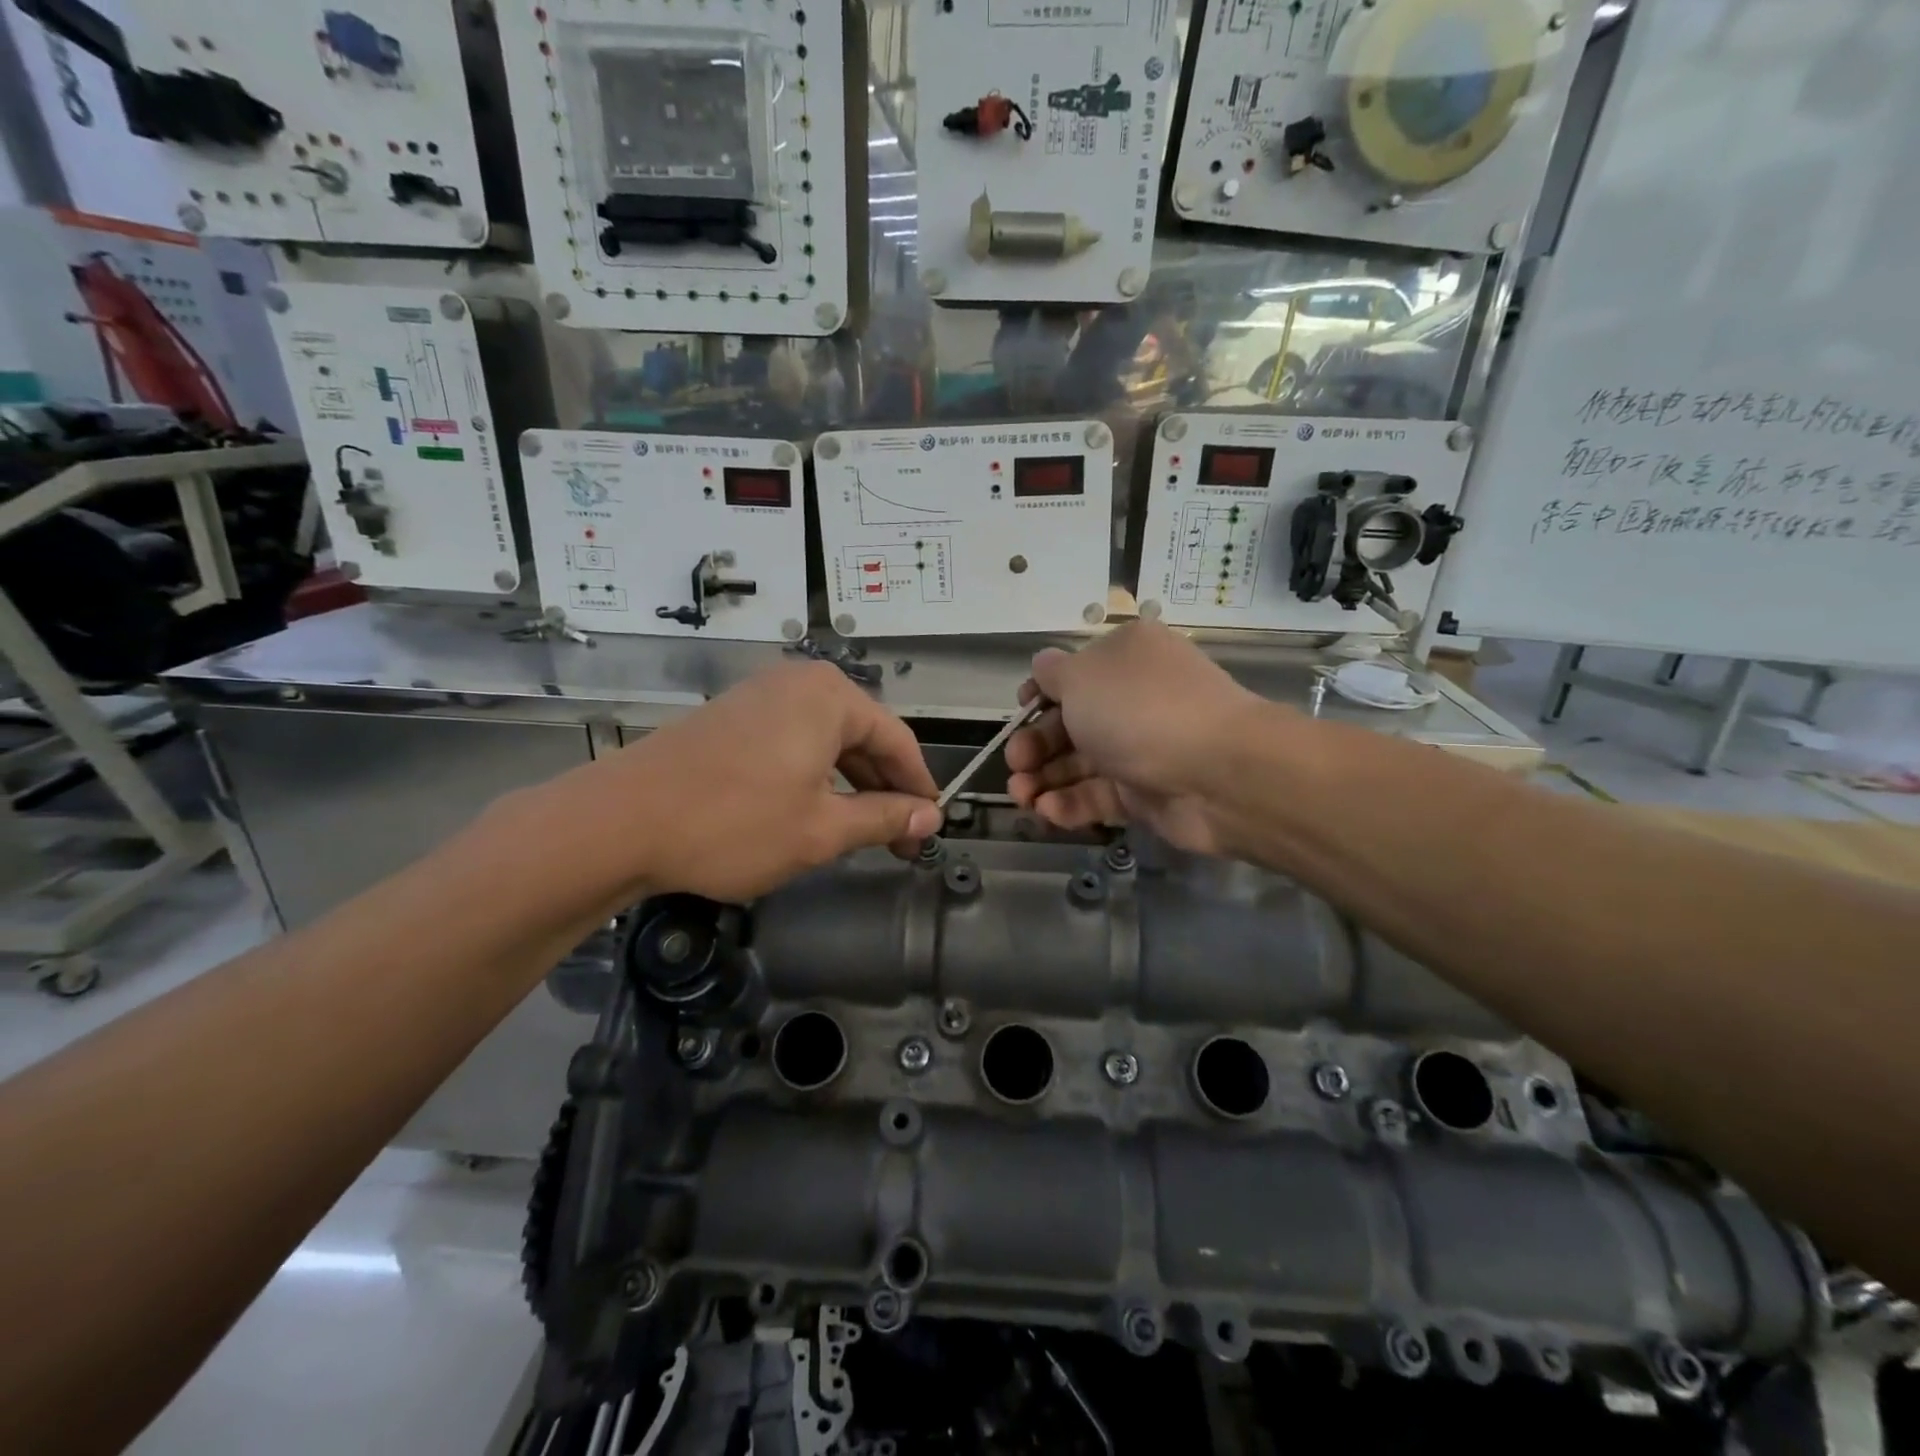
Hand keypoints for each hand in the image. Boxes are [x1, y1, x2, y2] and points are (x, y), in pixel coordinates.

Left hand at [511, 662, 941, 905]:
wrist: (618, 822)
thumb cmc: (734, 824)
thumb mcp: (821, 830)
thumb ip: (884, 819)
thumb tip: (931, 818)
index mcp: (831, 697)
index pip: (898, 741)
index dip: (918, 788)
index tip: (931, 829)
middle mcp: (799, 683)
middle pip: (862, 737)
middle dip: (883, 789)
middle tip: (899, 841)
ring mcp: (759, 696)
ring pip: (826, 741)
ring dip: (849, 785)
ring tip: (860, 832)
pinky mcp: (731, 717)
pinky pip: (792, 741)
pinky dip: (813, 775)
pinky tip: (812, 811)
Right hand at [1005, 622, 1269, 854]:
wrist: (1218, 774)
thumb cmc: (1140, 710)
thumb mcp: (1082, 676)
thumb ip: (1052, 674)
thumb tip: (1043, 669)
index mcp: (1125, 658)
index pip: (1073, 674)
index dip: (1039, 695)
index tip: (1019, 713)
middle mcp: (1134, 699)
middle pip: (1070, 722)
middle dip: (1035, 744)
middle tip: (1016, 764)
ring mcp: (1141, 748)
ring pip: (1080, 763)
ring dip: (1044, 779)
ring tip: (1021, 797)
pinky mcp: (1145, 793)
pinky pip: (1099, 796)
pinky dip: (1070, 804)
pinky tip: (1048, 812)